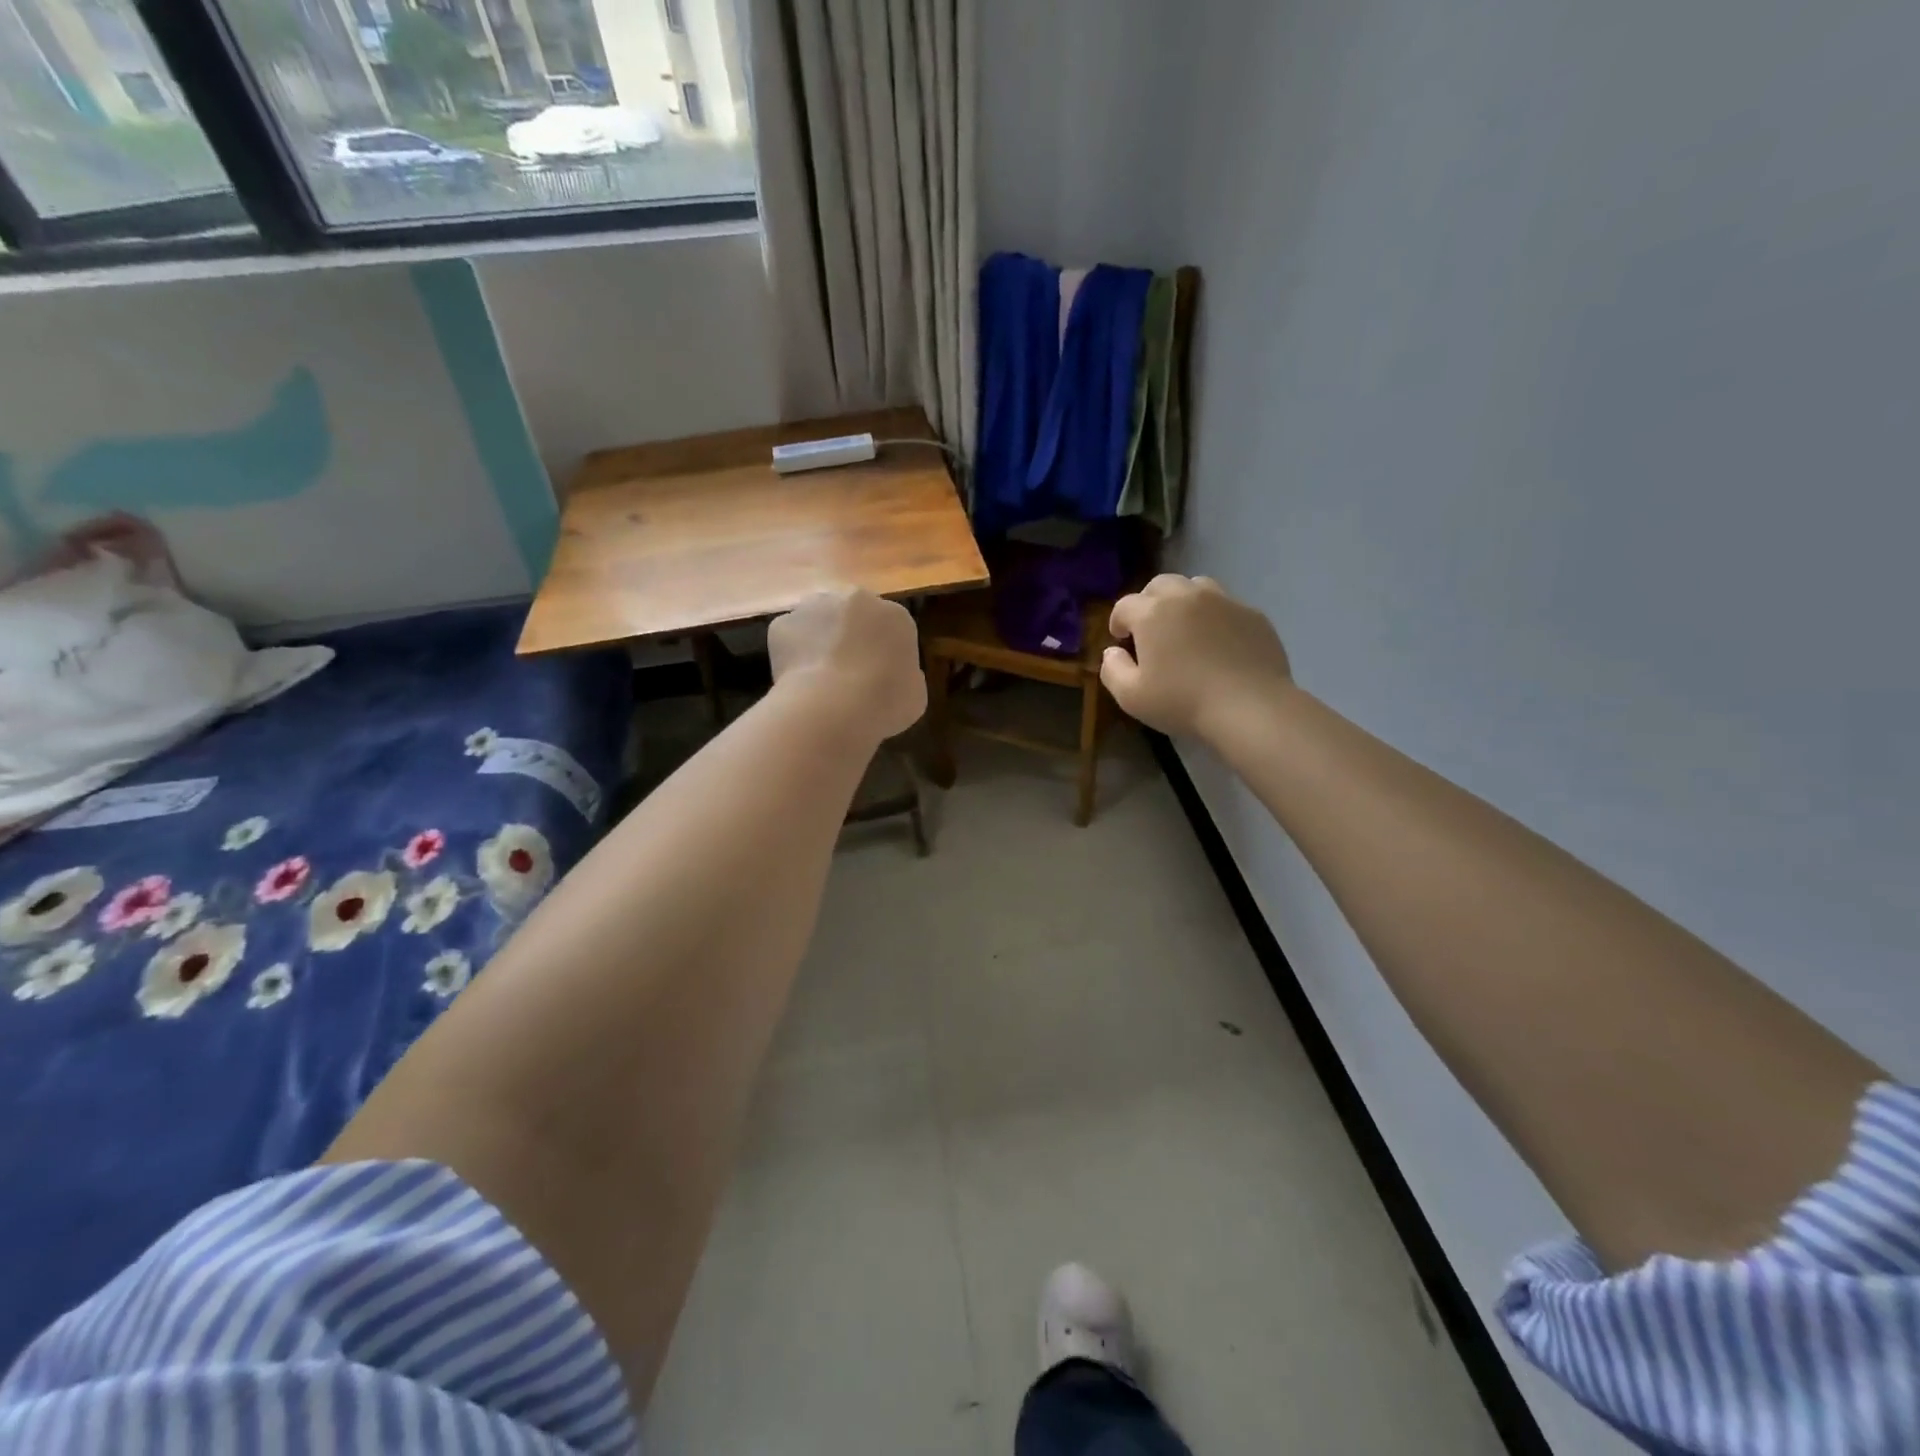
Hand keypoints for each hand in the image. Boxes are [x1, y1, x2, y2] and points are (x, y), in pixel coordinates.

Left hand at [769, 588, 925, 741]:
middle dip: (849, 637)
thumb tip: (893, 674)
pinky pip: (791, 638)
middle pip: (853, 615)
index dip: (882, 652)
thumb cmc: (885, 702)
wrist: (834, 707)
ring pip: (819, 620)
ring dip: (819, 639)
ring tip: (819, 677)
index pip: (890, 627)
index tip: (877, 675)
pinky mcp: (783, 623)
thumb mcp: (915, 695)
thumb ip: (906, 676)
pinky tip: (798, 681)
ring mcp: (816, 606)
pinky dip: (793, 655)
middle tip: (847, 672)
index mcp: (896, 616)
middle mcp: (857, 599)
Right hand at [1101, 575, 1292, 740]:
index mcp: (1152, 613)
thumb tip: (1112, 651)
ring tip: (1185, 628)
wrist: (1250, 707)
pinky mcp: (1253, 614)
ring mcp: (1223, 601)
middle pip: (1160, 585)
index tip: (1121, 640)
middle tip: (1151, 630)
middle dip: (1149, 602)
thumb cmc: (1183, 702)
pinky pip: (1226, 605)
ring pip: (1196, 586)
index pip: (1125, 605)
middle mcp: (1186, 596)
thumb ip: (1112, 669)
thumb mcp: (1131, 697)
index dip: (1118, 621)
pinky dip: (1215, 616)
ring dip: (1183, 601)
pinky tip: (1219, 643)